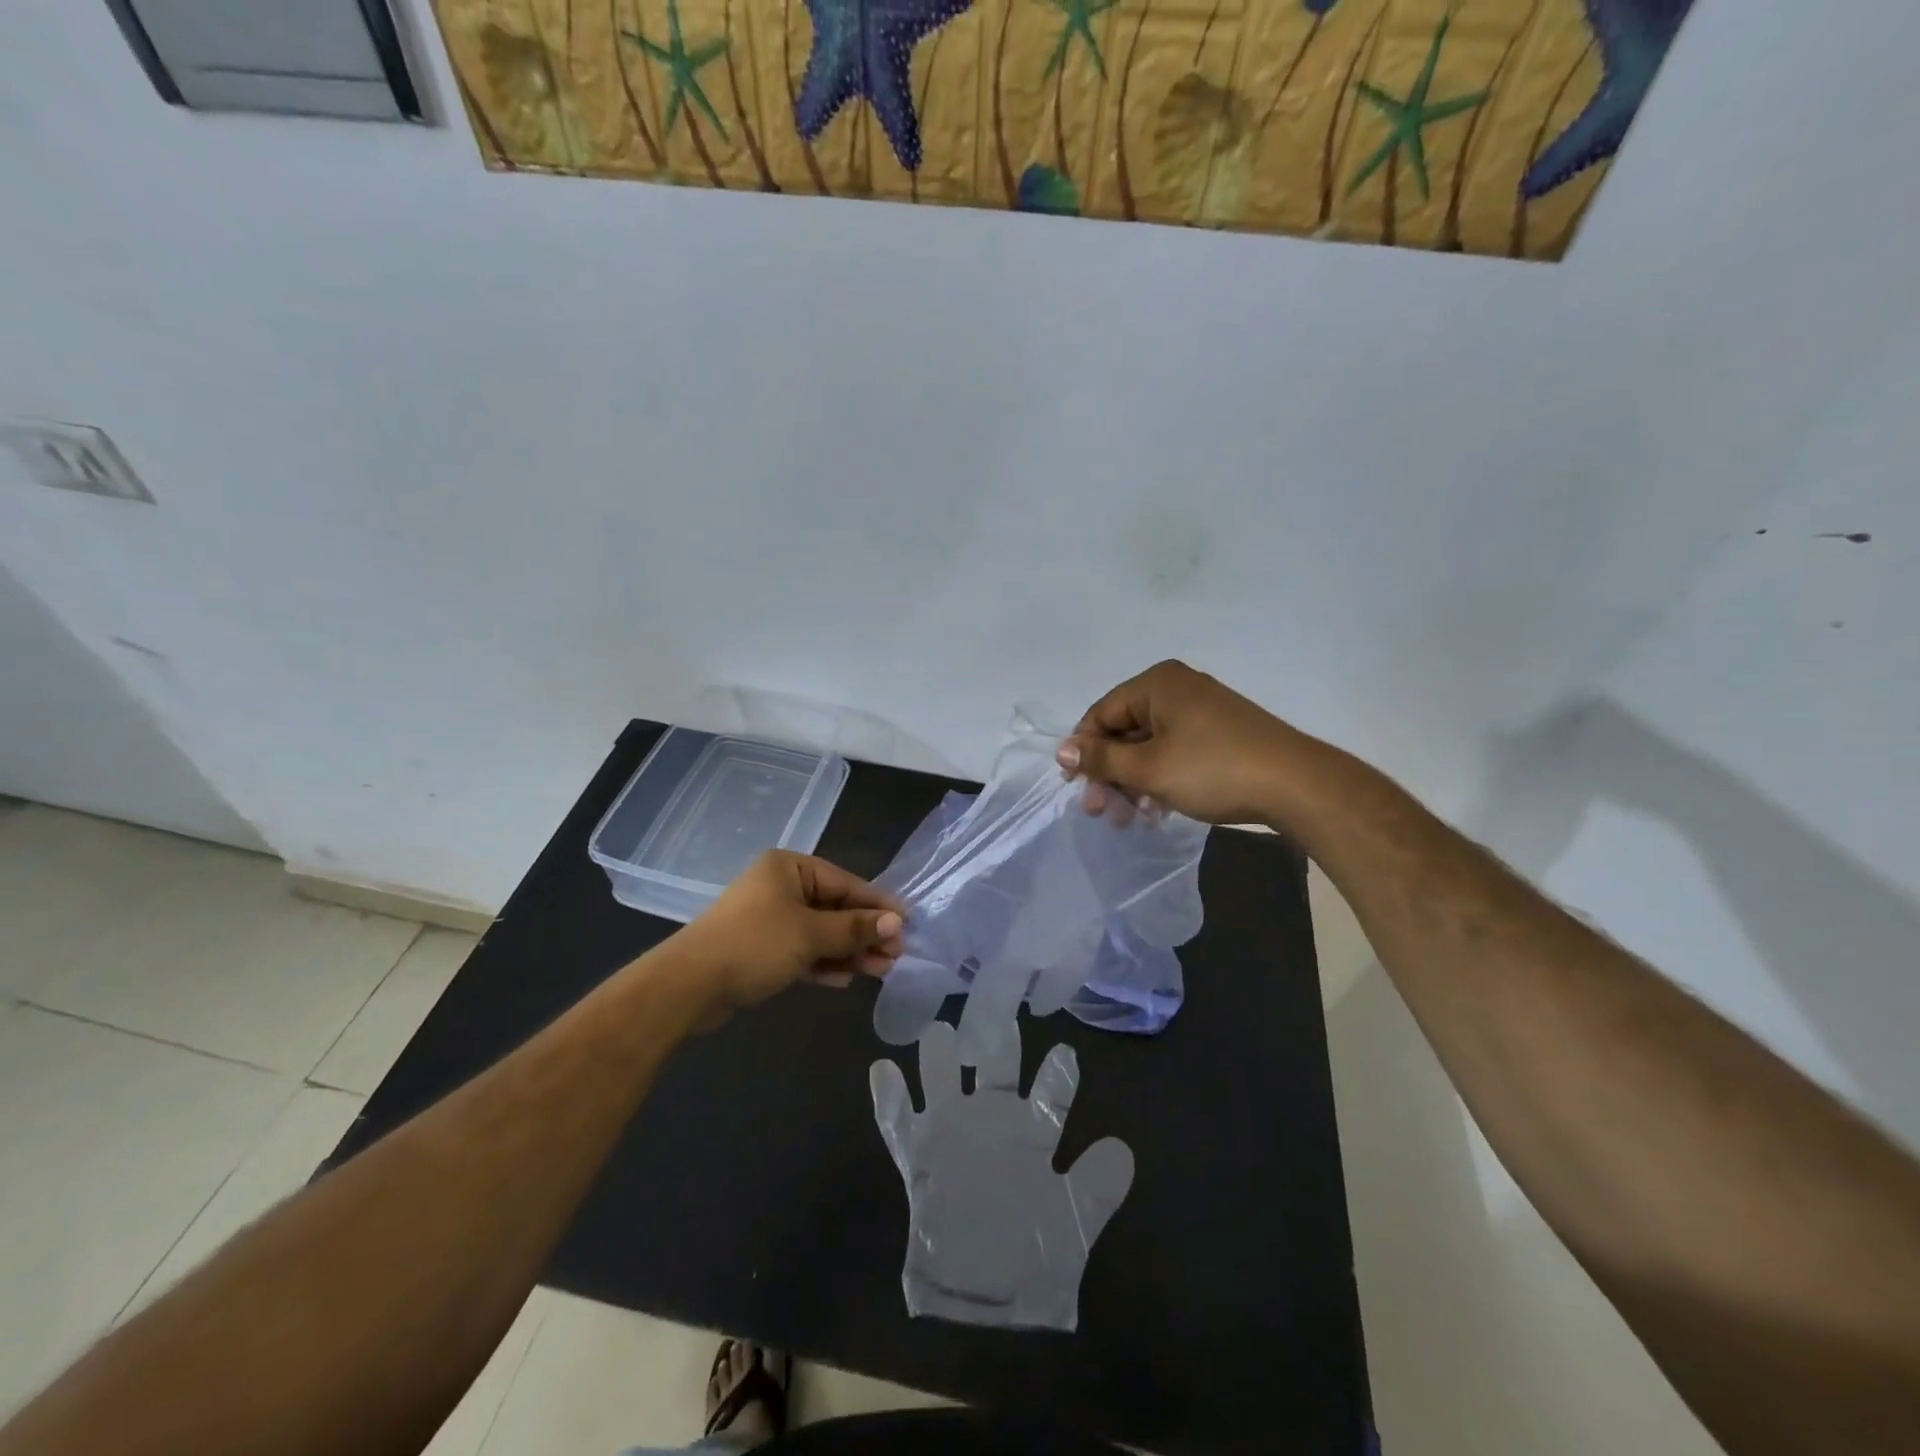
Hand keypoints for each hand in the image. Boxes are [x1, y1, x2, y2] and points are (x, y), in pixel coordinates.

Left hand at [676, 851, 904, 1017]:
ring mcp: (769, 918)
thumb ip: (855, 928)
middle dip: (865, 933)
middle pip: (835, 908)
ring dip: (848, 951)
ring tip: (879, 971)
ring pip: (820, 932)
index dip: (878, 905)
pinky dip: (823, 961)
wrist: (689, 984)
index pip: (846, 883)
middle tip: (895, 956)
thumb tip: (896, 922)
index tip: (908, 925)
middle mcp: (780, 886)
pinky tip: (845, 979)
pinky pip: (802, 950)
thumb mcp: (811, 934)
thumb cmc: (755, 944)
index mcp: (790, 868)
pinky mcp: (761, 948)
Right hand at [870, 1021, 1132, 1329]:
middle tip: (998, 1012)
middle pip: (994, 1070)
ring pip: (943, 1082)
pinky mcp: (918, 1157)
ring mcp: (951, 1135)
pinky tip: (882, 1069)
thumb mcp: (1074, 1224)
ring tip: (938, 1033)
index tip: (1065, 1051)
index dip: (1058, 1073)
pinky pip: (897, 1122)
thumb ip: (1096, 1187)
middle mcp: (991, 1122)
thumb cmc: (1034, 1260)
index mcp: (1031, 1134)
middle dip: (996, 1043)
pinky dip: (889, 1097)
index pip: (1048, 1094)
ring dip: (939, 1058)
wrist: (984, 1306)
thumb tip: (1121, 1148)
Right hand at [1057, 660, 1298, 825]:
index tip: (1076, 788)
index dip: (1084, 751)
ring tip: (1129, 819)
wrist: (1296, 785)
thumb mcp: (1149, 768)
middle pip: (1124, 731)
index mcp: (1156, 684)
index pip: (1101, 713)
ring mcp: (1201, 710)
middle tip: (1101, 812)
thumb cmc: (1213, 769)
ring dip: (1133, 782)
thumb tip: (1061, 750)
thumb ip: (1101, 759)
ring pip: (1149, 746)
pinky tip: (1157, 810)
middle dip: (1110, 773)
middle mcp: (1176, 688)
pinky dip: (1159, 778)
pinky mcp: (1219, 733)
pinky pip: (1173, 751)